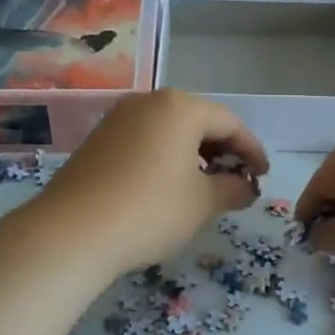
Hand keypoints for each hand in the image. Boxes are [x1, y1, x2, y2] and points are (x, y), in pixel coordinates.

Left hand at [23, 89, 269, 280]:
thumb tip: (246, 187)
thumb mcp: (202, 203)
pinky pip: (145, 139)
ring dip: (193, 153)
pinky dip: (165, 156)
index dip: (251, 150)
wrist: (70, 232)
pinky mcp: (98, 138)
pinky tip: (167, 185)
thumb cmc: (149, 210)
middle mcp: (148, 101)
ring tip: (204, 185)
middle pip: (198, 120)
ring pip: (169, 129)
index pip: (229, 122)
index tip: (263, 176)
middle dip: (222, 150)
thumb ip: (233, 189)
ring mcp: (119, 117)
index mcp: (179, 107)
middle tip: (237, 180)